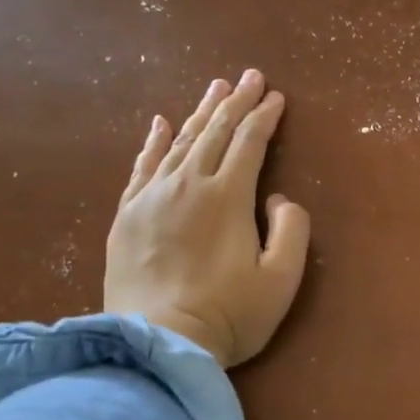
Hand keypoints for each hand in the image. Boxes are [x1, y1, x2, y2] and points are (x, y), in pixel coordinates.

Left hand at [105, 70, 310, 367]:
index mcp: (228, 197)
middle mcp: (188, 184)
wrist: (157, 343)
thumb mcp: (281, 280)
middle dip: (236, 102)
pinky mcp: (127, 214)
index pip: (250, 142)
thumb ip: (291, 231)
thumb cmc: (228, 315)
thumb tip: (277, 200)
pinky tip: (161, 123)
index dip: (265, 117)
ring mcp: (152, 197)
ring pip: (179, 141)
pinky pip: (142, 165)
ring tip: (216, 89)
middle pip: (215, 132)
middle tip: (250, 76)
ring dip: (201, 112)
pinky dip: (154, 141)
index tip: (277, 97)